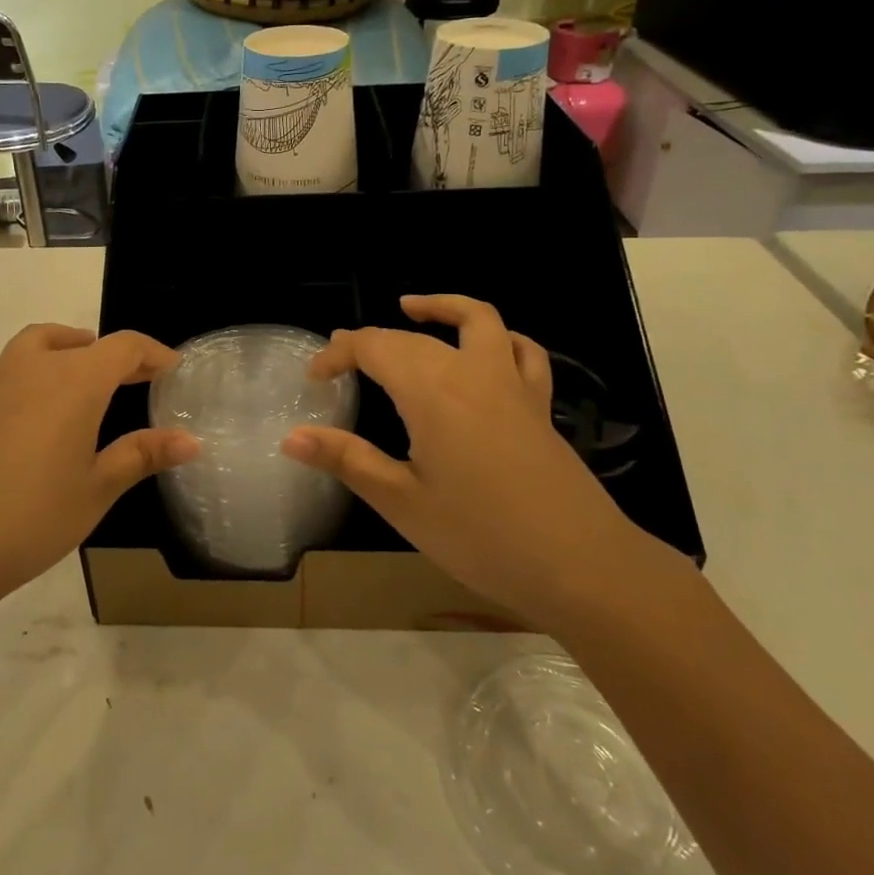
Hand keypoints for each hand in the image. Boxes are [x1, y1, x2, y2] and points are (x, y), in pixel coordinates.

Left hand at [0, 324, 196, 617]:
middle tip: (136, 380)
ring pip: (33, 343)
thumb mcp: (96, 490)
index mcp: (77, 383)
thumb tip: (191, 440)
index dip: (153, 354)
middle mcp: (35, 369)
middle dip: (115, 357)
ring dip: (62, 343)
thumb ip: (142, 456)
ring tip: (78, 354)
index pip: (125, 348)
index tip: (171, 369)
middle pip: (83, 346)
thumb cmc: (30, 519)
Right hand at [281, 296, 665, 631]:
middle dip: (371, 341)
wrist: (582, 566)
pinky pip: (522, 352)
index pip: (374, 348)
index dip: (338, 353)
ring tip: (411, 308)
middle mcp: (471, 373)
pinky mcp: (539, 405)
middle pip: (412, 338)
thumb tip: (291, 437)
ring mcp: (512, 385)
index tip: (314, 377)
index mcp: (432, 392)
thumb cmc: (482, 538)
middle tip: (341, 360)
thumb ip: (347, 460)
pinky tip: (487, 348)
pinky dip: (499, 337)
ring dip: (442, 307)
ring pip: (477, 321)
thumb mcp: (403, 503)